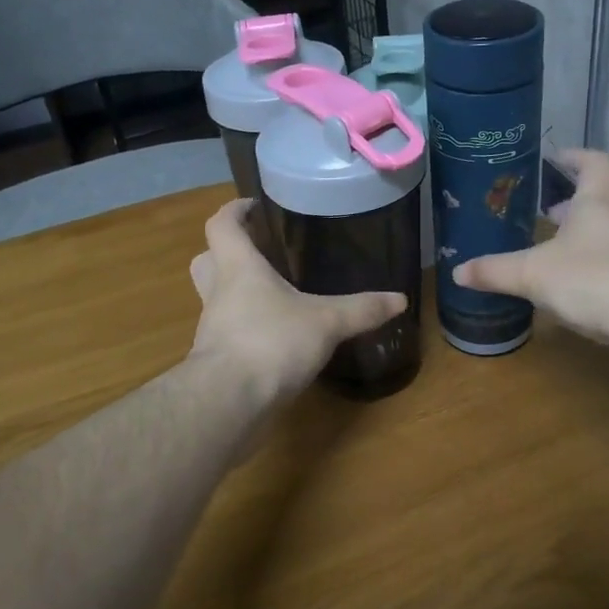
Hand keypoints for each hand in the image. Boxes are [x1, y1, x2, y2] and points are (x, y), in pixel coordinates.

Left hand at [189, 199, 406, 403]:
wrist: (228, 402)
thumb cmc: (271, 342)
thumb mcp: (326, 322)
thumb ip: (361, 309)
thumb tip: (400, 299)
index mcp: (238, 268)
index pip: (222, 225)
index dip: (234, 210)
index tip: (252, 206)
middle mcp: (218, 292)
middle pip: (208, 258)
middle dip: (228, 250)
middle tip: (260, 250)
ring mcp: (212, 327)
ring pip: (215, 297)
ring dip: (236, 291)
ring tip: (273, 294)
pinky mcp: (215, 359)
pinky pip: (227, 331)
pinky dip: (245, 327)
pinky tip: (274, 337)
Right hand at [452, 150, 608, 369]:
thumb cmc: (596, 281)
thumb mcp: (533, 274)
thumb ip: (494, 271)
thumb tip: (457, 271)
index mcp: (597, 203)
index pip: (593, 162)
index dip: (573, 156)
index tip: (552, 159)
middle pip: (594, 202)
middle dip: (565, 207)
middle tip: (534, 214)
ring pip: (600, 239)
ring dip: (574, 243)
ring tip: (541, 256)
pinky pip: (608, 270)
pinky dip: (586, 274)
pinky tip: (564, 294)